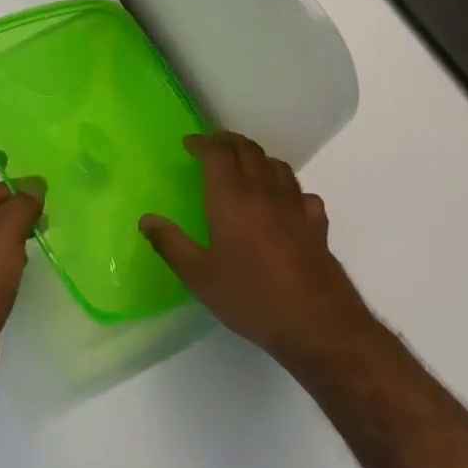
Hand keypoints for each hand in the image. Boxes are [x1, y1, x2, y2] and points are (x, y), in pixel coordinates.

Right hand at [139, 132, 376, 375]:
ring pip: (277, 166)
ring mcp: (296, 208)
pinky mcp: (317, 226)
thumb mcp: (200, 277)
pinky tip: (284, 202)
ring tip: (243, 165)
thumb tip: (147, 219)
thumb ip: (171, 244)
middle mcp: (265, 193)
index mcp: (232, 199)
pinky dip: (287, 187)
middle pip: (249, 151)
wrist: (320, 326)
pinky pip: (302, 193)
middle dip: (228, 141)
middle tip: (212, 145)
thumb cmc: (252, 298)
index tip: (188, 144)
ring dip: (257, 157)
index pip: (218, 154)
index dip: (202, 143)